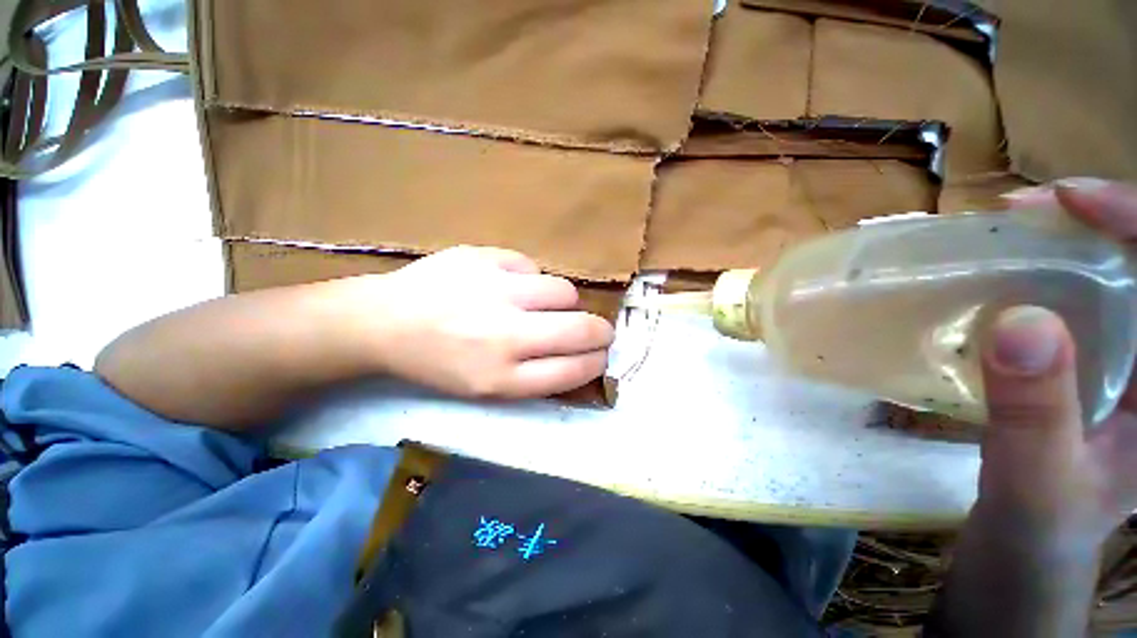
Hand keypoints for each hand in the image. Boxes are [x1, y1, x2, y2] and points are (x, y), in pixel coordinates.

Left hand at [327, 246, 614, 399]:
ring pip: (564, 291)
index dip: (597, 362)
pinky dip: (530, 279)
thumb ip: (536, 376)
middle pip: (581, 330)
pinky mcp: (484, 257)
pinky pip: (532, 267)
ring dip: (564, 302)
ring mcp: (495, 290)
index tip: (601, 355)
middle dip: (600, 332)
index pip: (574, 369)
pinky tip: (508, 285)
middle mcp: (504, 335)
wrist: (385, 321)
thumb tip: (581, 355)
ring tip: (543, 305)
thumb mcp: (486, 388)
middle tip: (598, 331)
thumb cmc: (439, 362)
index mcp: (501, 377)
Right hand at [975, 179, 1136, 546]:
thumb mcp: (1036, 480)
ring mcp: (1135, 359)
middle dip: (1104, 221)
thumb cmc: (1039, 523)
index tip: (1068, 198)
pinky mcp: (1103, 360)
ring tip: (1023, 230)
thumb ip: (1035, 414)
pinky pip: (1093, 295)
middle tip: (1030, 210)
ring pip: (1126, 272)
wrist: (1029, 539)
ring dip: (1078, 239)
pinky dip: (1059, 269)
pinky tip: (1022, 270)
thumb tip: (1020, 323)